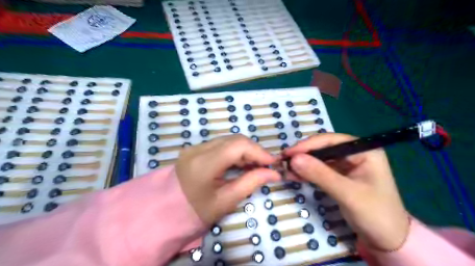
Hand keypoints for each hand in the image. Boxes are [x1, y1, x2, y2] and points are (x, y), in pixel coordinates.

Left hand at [177, 136, 280, 224]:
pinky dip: (234, 151)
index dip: (258, 151)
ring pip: (228, 140)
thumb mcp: (226, 201)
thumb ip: (251, 183)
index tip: (272, 163)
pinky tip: (239, 163)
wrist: (168, 211)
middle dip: (253, 150)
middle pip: (234, 140)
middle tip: (264, 166)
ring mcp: (195, 147)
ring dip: (244, 150)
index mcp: (204, 164)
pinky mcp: (195, 149)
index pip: (238, 146)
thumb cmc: (197, 211)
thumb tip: (274, 173)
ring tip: (253, 165)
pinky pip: (221, 144)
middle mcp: (198, 149)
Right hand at [283, 133, 409, 250]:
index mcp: (364, 151)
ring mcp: (346, 165)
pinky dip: (306, 172)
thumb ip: (320, 175)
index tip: (289, 153)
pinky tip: (293, 176)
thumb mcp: (347, 194)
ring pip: (319, 159)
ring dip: (302, 164)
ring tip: (285, 169)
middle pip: (323, 148)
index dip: (308, 145)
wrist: (387, 240)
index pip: (331, 140)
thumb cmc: (375, 214)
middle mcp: (354, 153)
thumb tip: (293, 159)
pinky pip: (319, 170)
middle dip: (303, 155)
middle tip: (283, 162)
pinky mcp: (339, 176)